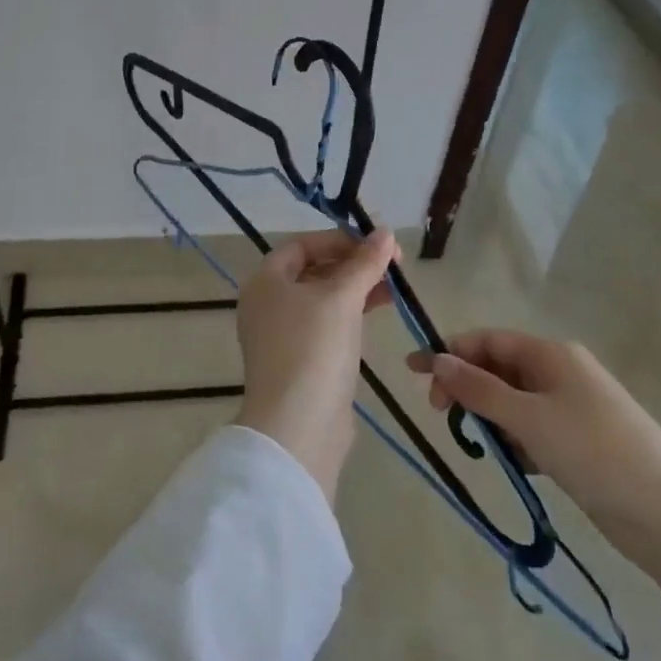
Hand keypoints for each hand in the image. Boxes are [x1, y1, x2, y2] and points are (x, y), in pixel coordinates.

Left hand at [235, 227, 397, 502]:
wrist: (298, 427)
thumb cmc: (314, 348)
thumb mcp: (342, 297)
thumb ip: (365, 263)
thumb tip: (385, 232)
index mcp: (265, 280)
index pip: (303, 244)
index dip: (340, 240)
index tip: (376, 244)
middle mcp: (267, 304)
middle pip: (313, 270)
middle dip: (353, 265)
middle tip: (393, 266)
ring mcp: (282, 336)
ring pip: (323, 299)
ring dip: (357, 289)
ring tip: (394, 290)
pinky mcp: (300, 362)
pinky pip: (326, 326)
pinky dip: (351, 315)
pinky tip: (378, 314)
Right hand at [407, 330, 660, 607]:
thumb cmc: (593, 451)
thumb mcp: (528, 418)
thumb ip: (478, 389)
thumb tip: (436, 358)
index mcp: (551, 354)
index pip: (488, 341)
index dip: (449, 352)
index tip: (414, 374)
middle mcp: (560, 372)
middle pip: (498, 369)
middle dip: (468, 388)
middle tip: (442, 416)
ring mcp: (572, 407)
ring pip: (513, 402)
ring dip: (491, 419)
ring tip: (484, 448)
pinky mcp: (579, 441)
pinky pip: (532, 429)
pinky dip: (516, 442)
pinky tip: (514, 465)